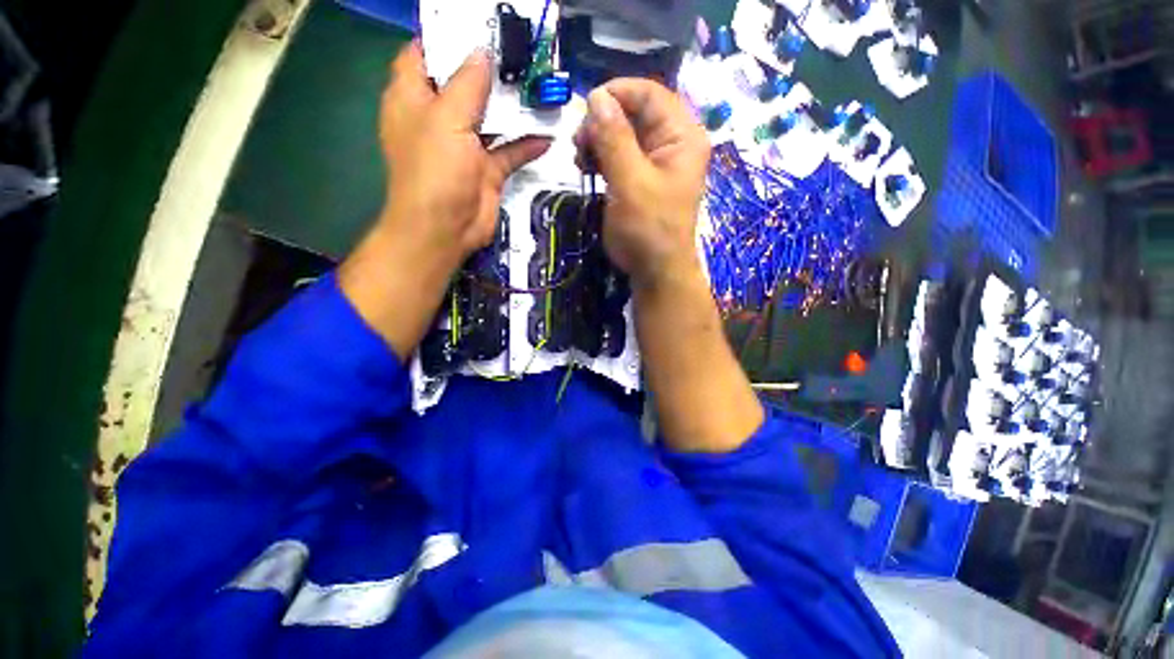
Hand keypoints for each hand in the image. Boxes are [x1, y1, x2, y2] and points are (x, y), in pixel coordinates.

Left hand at [339, 43, 549, 357]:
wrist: (446, 230)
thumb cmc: (434, 170)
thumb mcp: (446, 119)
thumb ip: (466, 84)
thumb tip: (482, 51)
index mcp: (414, 97)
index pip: (424, 53)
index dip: (446, 36)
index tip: (477, 23)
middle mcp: (439, 117)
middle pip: (464, 83)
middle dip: (489, 68)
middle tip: (521, 52)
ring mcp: (466, 145)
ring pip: (492, 117)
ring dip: (513, 107)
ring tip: (540, 86)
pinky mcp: (487, 170)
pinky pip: (510, 151)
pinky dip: (527, 144)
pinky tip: (547, 135)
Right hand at [575, 79, 710, 288]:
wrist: (655, 271)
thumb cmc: (647, 229)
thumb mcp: (629, 182)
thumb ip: (614, 138)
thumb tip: (596, 97)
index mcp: (682, 136)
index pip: (650, 94)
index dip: (616, 93)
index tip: (585, 109)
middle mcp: (673, 143)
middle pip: (635, 112)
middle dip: (603, 121)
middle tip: (579, 143)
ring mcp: (658, 162)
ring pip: (624, 134)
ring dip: (599, 140)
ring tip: (580, 158)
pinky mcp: (643, 179)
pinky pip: (621, 155)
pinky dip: (602, 157)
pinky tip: (588, 167)